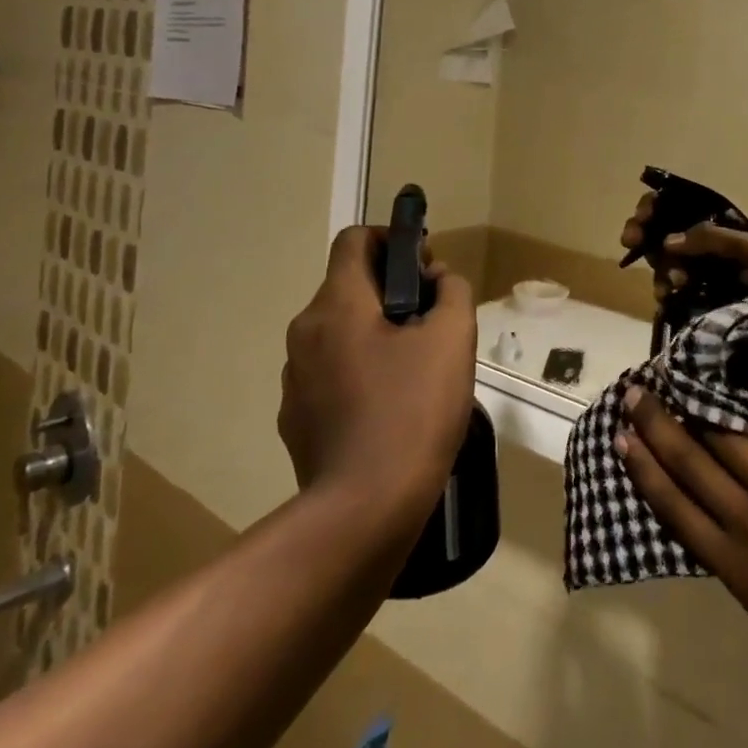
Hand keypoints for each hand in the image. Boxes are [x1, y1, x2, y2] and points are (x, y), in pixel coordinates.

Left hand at [279, 227, 476, 526]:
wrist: (365, 508)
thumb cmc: (413, 410)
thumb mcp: (453, 337)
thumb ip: (451, 290)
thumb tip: (437, 279)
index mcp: (337, 304)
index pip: (354, 240)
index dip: (391, 238)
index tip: (422, 265)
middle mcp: (305, 331)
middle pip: (348, 287)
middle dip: (391, 291)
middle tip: (431, 320)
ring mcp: (295, 377)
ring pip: (339, 332)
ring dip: (374, 333)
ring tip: (415, 368)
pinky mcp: (295, 417)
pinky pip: (330, 373)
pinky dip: (359, 371)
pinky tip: (390, 406)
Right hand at [616, 381, 747, 744]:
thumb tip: (731, 545)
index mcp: (738, 570)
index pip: (676, 508)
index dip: (645, 470)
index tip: (622, 439)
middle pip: (694, 463)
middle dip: (659, 426)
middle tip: (636, 393)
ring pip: (735, 440)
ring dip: (705, 407)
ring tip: (685, 378)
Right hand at [620, 191, 747, 304]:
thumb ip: (712, 238)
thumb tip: (668, 241)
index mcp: (714, 221)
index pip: (675, 204)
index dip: (654, 206)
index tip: (643, 215)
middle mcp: (700, 241)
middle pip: (659, 229)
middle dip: (641, 233)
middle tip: (631, 241)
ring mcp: (695, 269)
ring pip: (660, 260)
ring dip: (658, 267)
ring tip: (671, 283)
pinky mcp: (693, 296)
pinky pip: (666, 287)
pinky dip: (662, 289)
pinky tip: (666, 295)